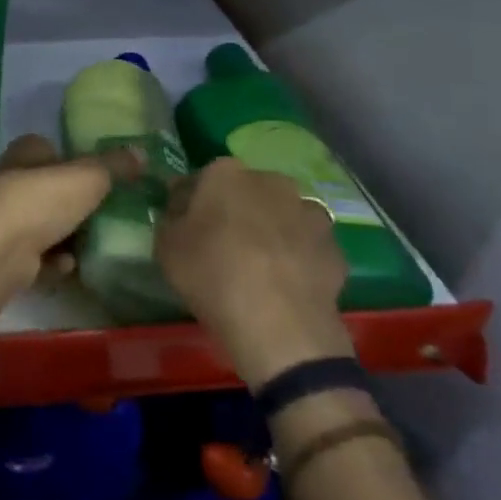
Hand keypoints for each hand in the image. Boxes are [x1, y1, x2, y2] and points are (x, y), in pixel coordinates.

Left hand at [0, 134, 143, 339]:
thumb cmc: (40, 202)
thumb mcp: (87, 177)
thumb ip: (114, 165)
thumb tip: (141, 151)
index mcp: (26, 153)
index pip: (49, 148)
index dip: (73, 161)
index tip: (100, 178)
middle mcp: (10, 181)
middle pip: (50, 189)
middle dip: (76, 205)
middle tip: (106, 216)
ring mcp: (4, 219)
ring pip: (45, 225)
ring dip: (68, 239)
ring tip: (92, 247)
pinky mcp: (3, 254)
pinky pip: (37, 257)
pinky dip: (54, 263)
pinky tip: (66, 268)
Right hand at [156, 158, 353, 386]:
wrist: (280, 325)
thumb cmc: (212, 275)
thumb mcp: (166, 246)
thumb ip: (171, 219)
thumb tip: (181, 212)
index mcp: (226, 174)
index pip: (201, 179)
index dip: (191, 202)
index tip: (184, 224)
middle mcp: (271, 182)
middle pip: (247, 192)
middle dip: (236, 210)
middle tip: (223, 244)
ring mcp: (309, 212)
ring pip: (282, 215)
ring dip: (271, 230)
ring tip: (259, 266)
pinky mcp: (334, 247)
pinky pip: (306, 246)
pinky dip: (297, 257)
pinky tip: (286, 284)